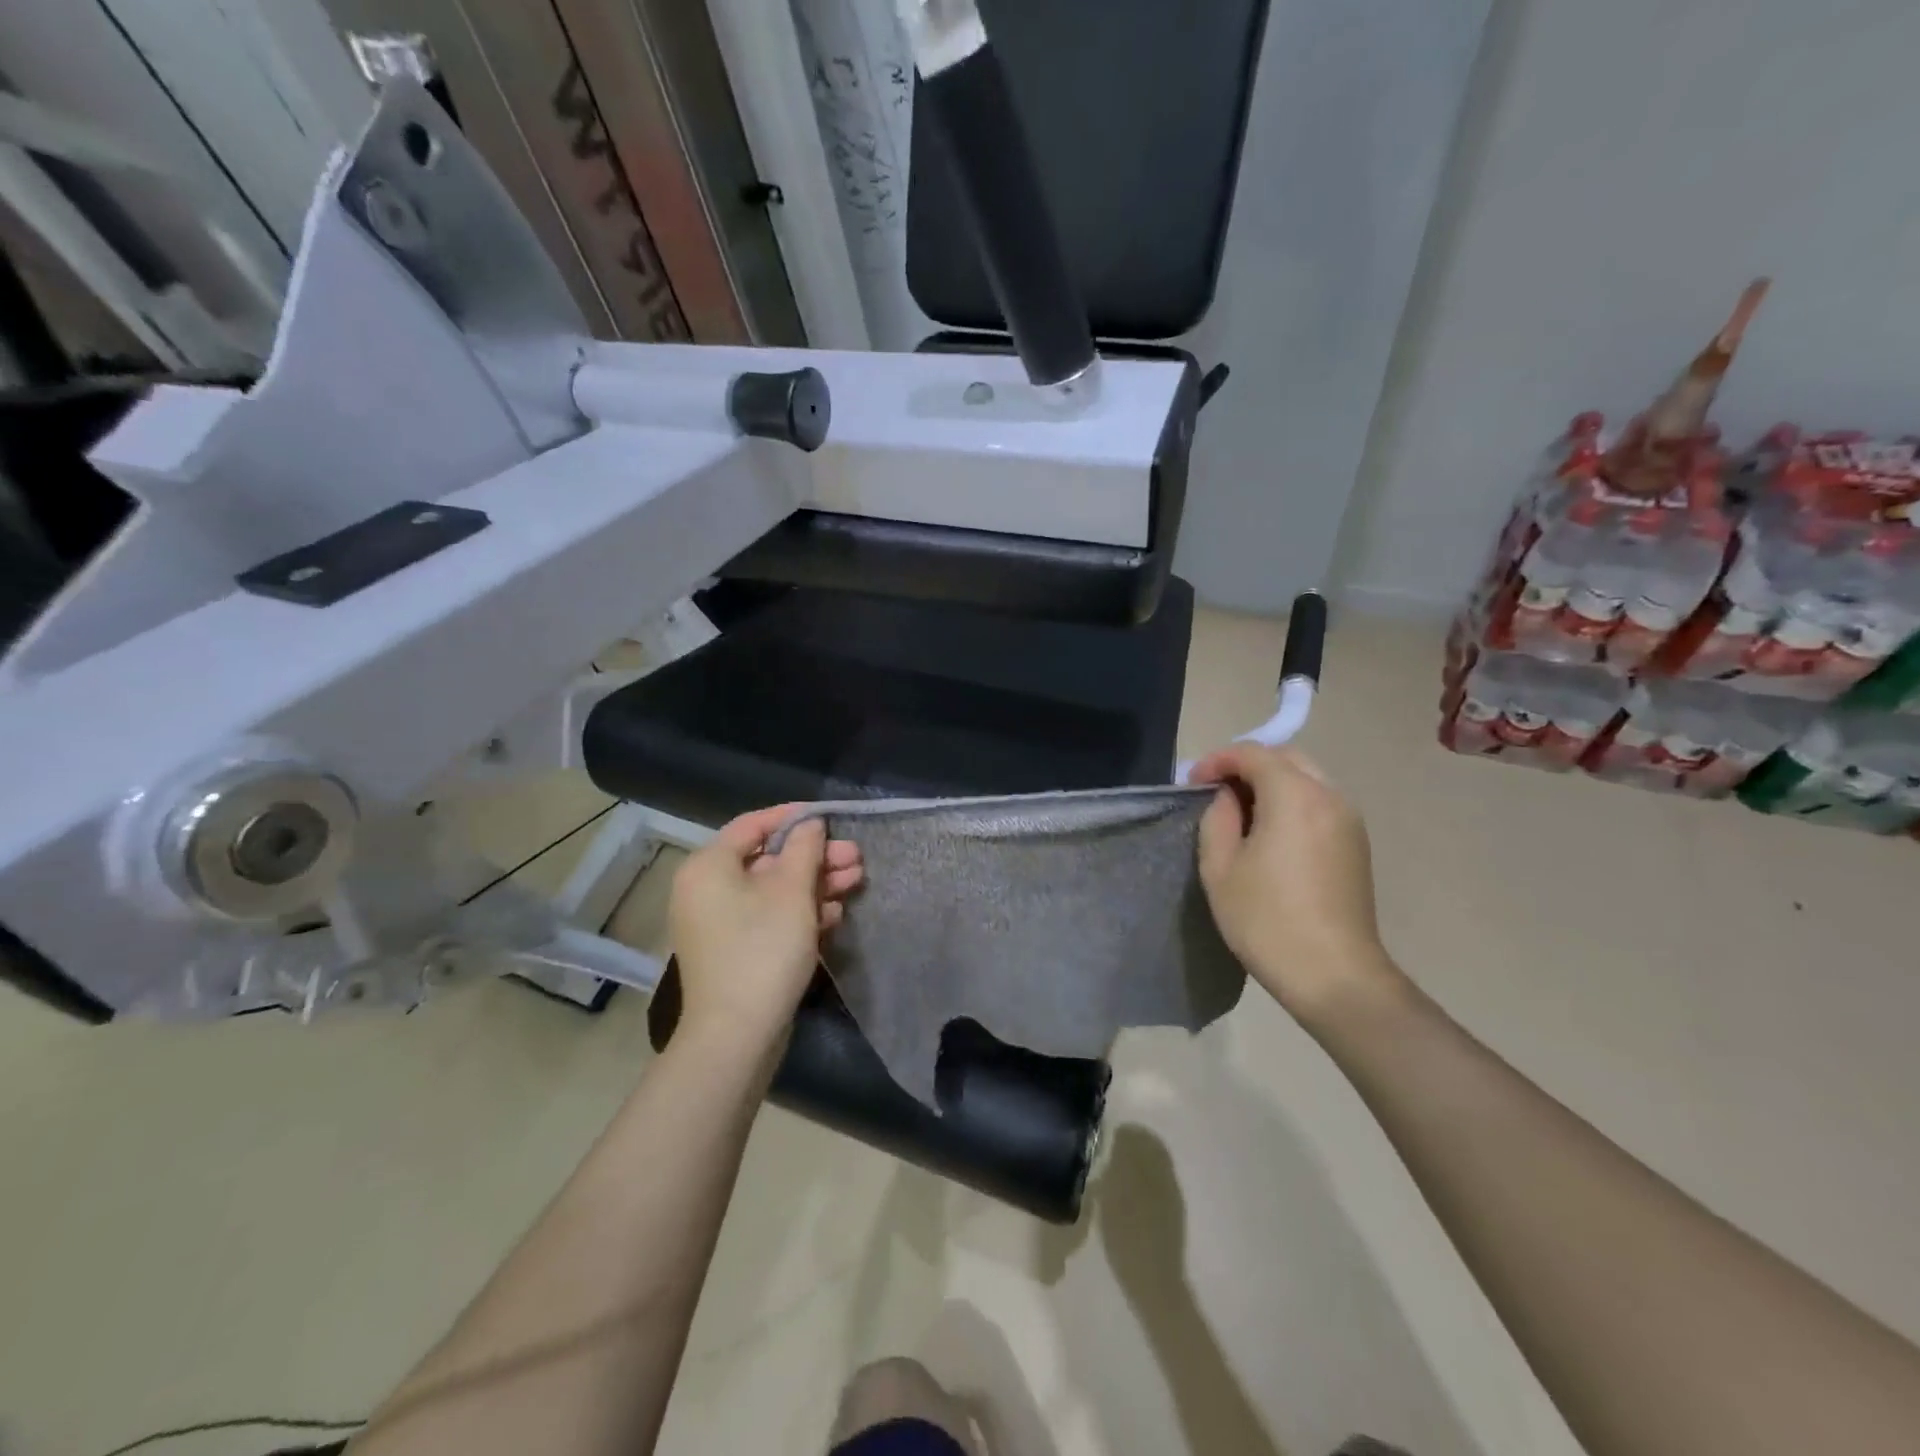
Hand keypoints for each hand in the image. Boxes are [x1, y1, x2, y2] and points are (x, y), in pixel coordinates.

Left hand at [668, 805, 862, 1050]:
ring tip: (856, 882)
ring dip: (815, 884)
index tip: (831, 817)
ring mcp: (720, 922)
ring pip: (773, 890)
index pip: (753, 824)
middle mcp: (707, 889)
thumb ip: (804, 849)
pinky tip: (834, 914)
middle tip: (856, 858)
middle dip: (815, 857)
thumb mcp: (792, 891)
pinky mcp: (735, 950)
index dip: (794, 817)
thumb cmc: (763, 949)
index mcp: (709, 866)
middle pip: (768, 859)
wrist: (737, 1035)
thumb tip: (810, 823)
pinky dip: (800, 912)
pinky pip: (769, 917)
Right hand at [1191, 743, 1400, 1022]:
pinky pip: (1320, 802)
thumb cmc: (1267, 919)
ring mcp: (1349, 820)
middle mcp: (1329, 796)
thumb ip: (1217, 819)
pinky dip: (1292, 801)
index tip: (1192, 783)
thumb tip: (1227, 799)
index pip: (1253, 754)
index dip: (1217, 761)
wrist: (1334, 975)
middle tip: (1216, 792)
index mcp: (1294, 796)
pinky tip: (1271, 832)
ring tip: (1241, 813)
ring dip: (1272, 783)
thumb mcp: (1219, 867)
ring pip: (1307, 778)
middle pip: (1286, 758)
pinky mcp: (1357, 843)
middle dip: (1247, 766)